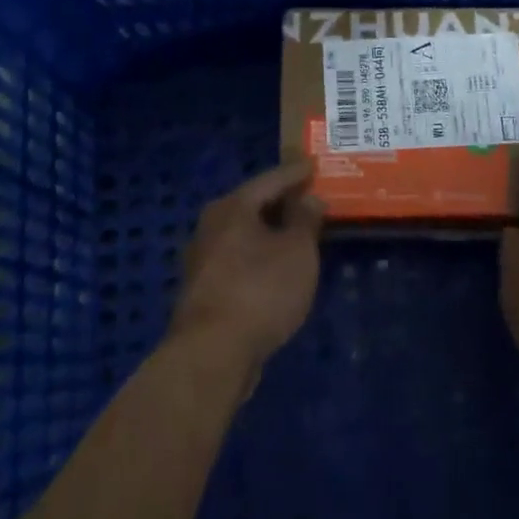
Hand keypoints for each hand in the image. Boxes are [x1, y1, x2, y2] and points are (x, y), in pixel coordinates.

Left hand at [169, 160, 323, 381]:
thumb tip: (309, 198)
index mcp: (232, 207)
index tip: (315, 164)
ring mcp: (204, 259)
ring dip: (272, 231)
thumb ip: (305, 220)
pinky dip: (262, 255)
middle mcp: (211, 226)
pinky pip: (240, 259)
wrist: (212, 354)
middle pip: (253, 204)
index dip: (296, 172)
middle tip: (311, 196)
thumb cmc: (260, 291)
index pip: (270, 179)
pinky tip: (279, 266)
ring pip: (245, 234)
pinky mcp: (205, 289)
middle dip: (282, 201)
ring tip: (301, 232)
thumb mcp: (297, 251)